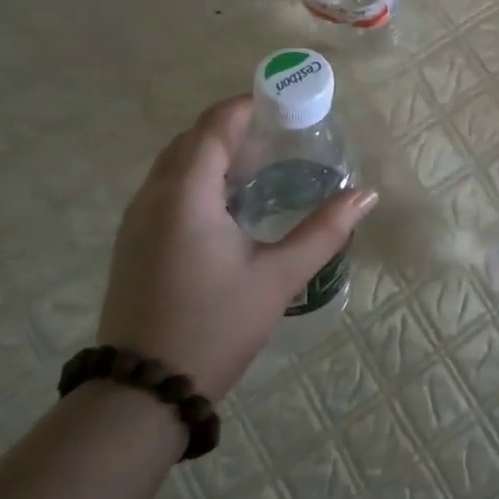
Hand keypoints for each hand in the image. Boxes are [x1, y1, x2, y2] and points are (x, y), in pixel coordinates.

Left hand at [99, 96, 377, 398]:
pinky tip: (229, 205)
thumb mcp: (278, 276)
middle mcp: (153, 197)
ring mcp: (136, 221)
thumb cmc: (215, 325)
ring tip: (259, 166)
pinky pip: (165, 189)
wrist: (142, 394)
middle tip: (279, 136)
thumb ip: (324, 230)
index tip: (283, 104)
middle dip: (233, 128)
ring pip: (174, 165)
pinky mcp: (132, 244)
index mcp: (186, 193)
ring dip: (213, 154)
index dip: (247, 106)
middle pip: (192, 139)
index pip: (214, 126)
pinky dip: (197, 179)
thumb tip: (366, 195)